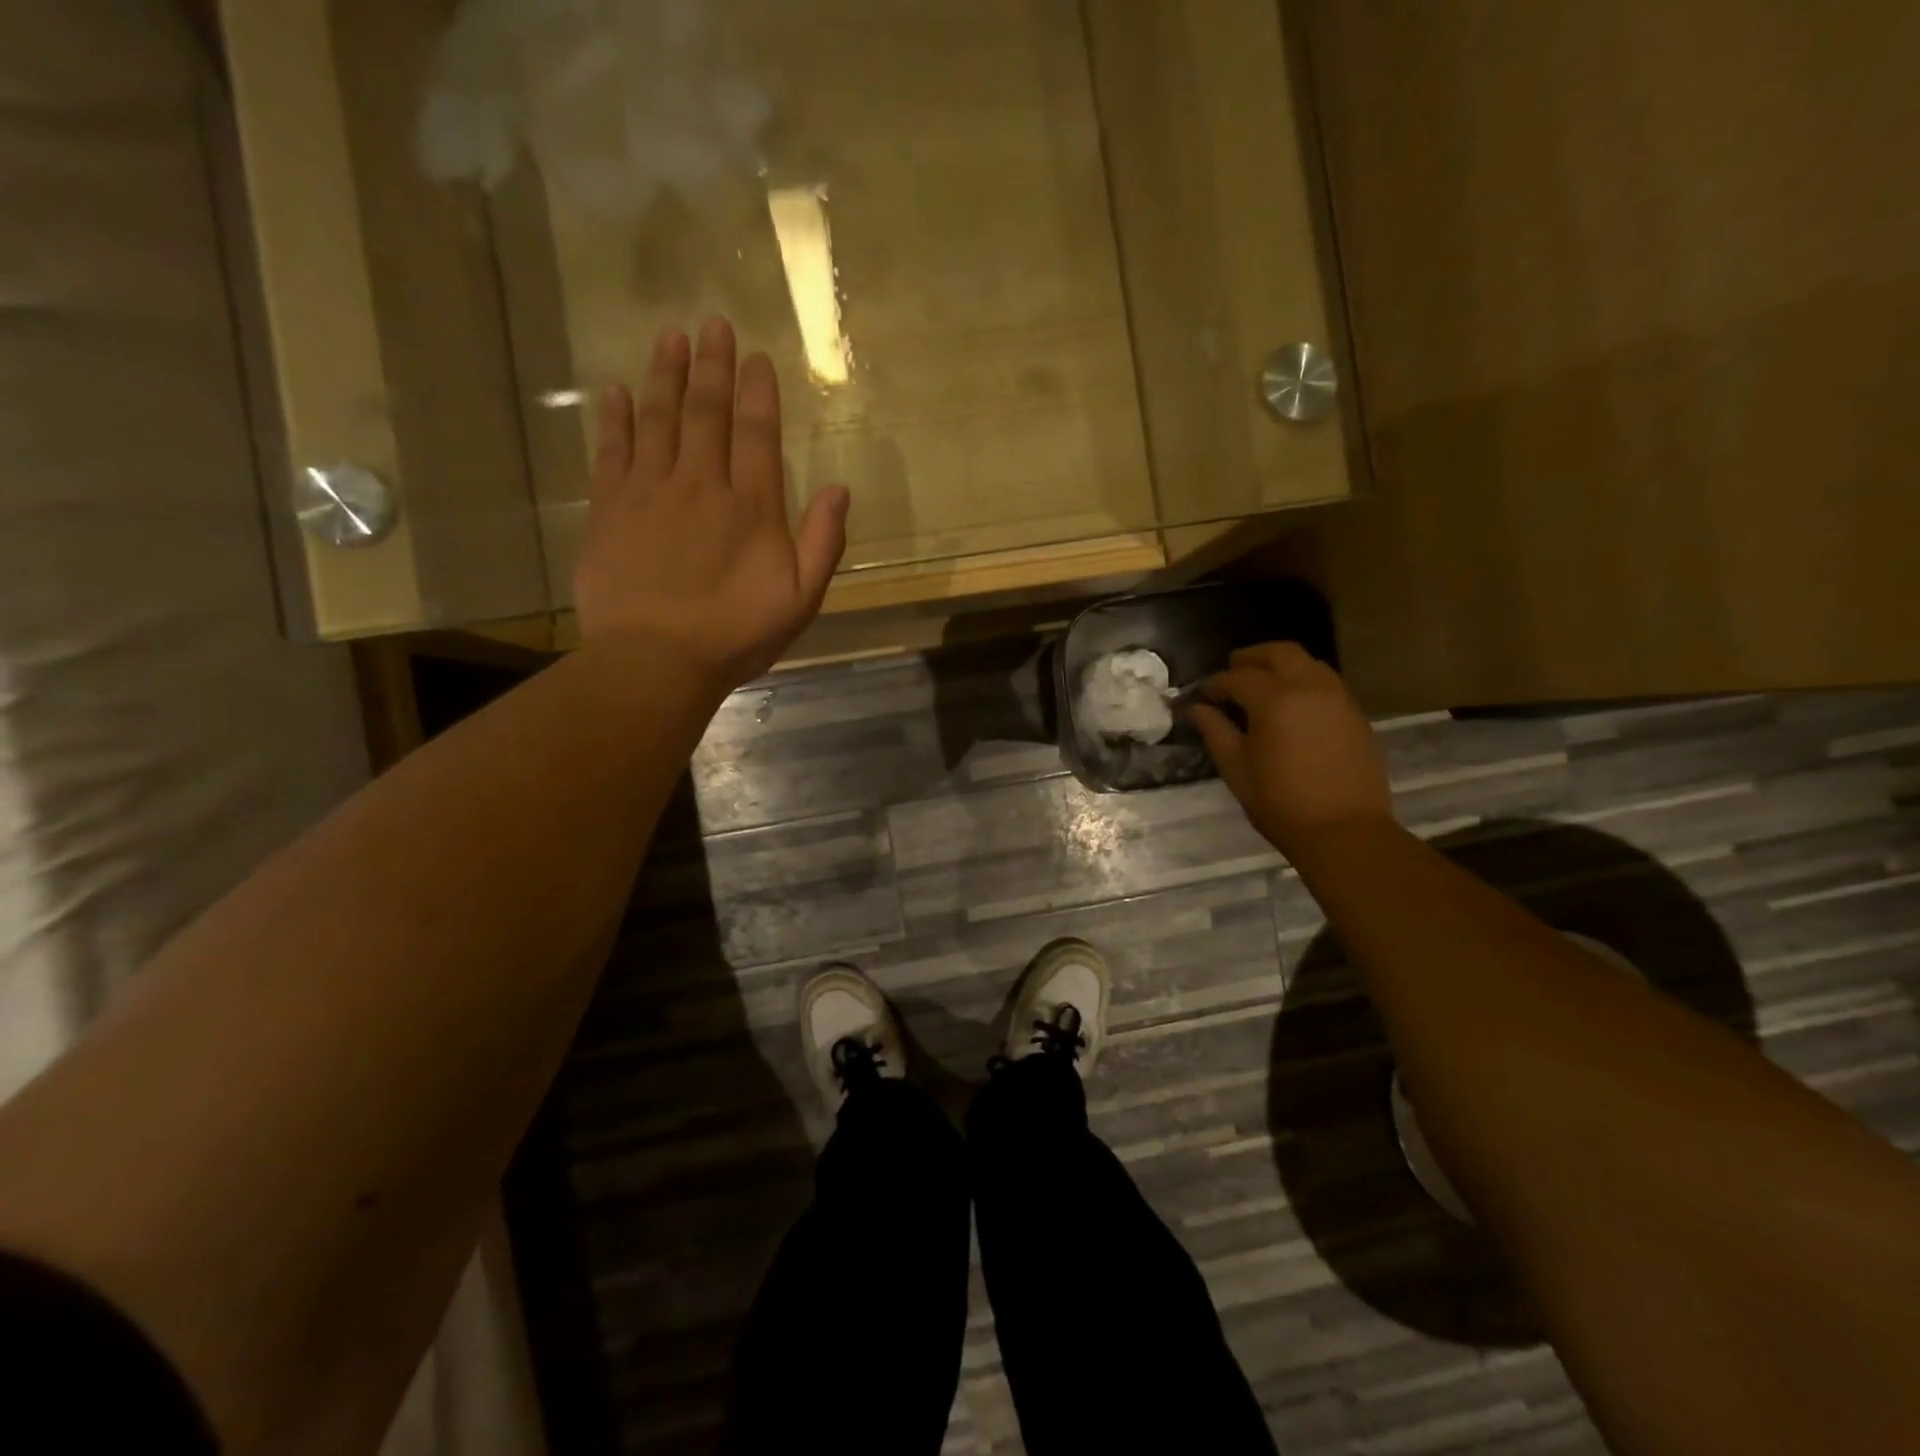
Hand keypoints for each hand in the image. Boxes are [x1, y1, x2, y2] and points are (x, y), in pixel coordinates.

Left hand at [573, 317, 849, 689]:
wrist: (656, 659)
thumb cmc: (736, 634)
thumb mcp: (800, 599)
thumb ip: (822, 542)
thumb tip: (840, 489)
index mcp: (751, 505)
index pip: (756, 433)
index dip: (758, 392)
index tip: (756, 357)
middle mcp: (700, 483)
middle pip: (706, 412)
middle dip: (713, 366)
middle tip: (713, 324)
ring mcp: (650, 491)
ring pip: (658, 419)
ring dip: (666, 375)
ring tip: (671, 337)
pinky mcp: (610, 508)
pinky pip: (612, 450)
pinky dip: (615, 418)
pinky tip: (616, 391)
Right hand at [1188, 642, 1392, 854]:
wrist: (1344, 831)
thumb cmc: (1280, 802)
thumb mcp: (1236, 768)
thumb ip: (1215, 731)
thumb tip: (1197, 708)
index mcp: (1275, 700)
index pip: (1237, 678)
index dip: (1215, 684)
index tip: (1202, 696)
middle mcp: (1309, 687)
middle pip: (1279, 653)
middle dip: (1251, 657)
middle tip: (1232, 669)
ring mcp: (1338, 698)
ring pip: (1308, 662)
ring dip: (1281, 664)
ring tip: (1263, 682)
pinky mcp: (1355, 714)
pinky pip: (1326, 681)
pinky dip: (1304, 680)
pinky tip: (1292, 703)